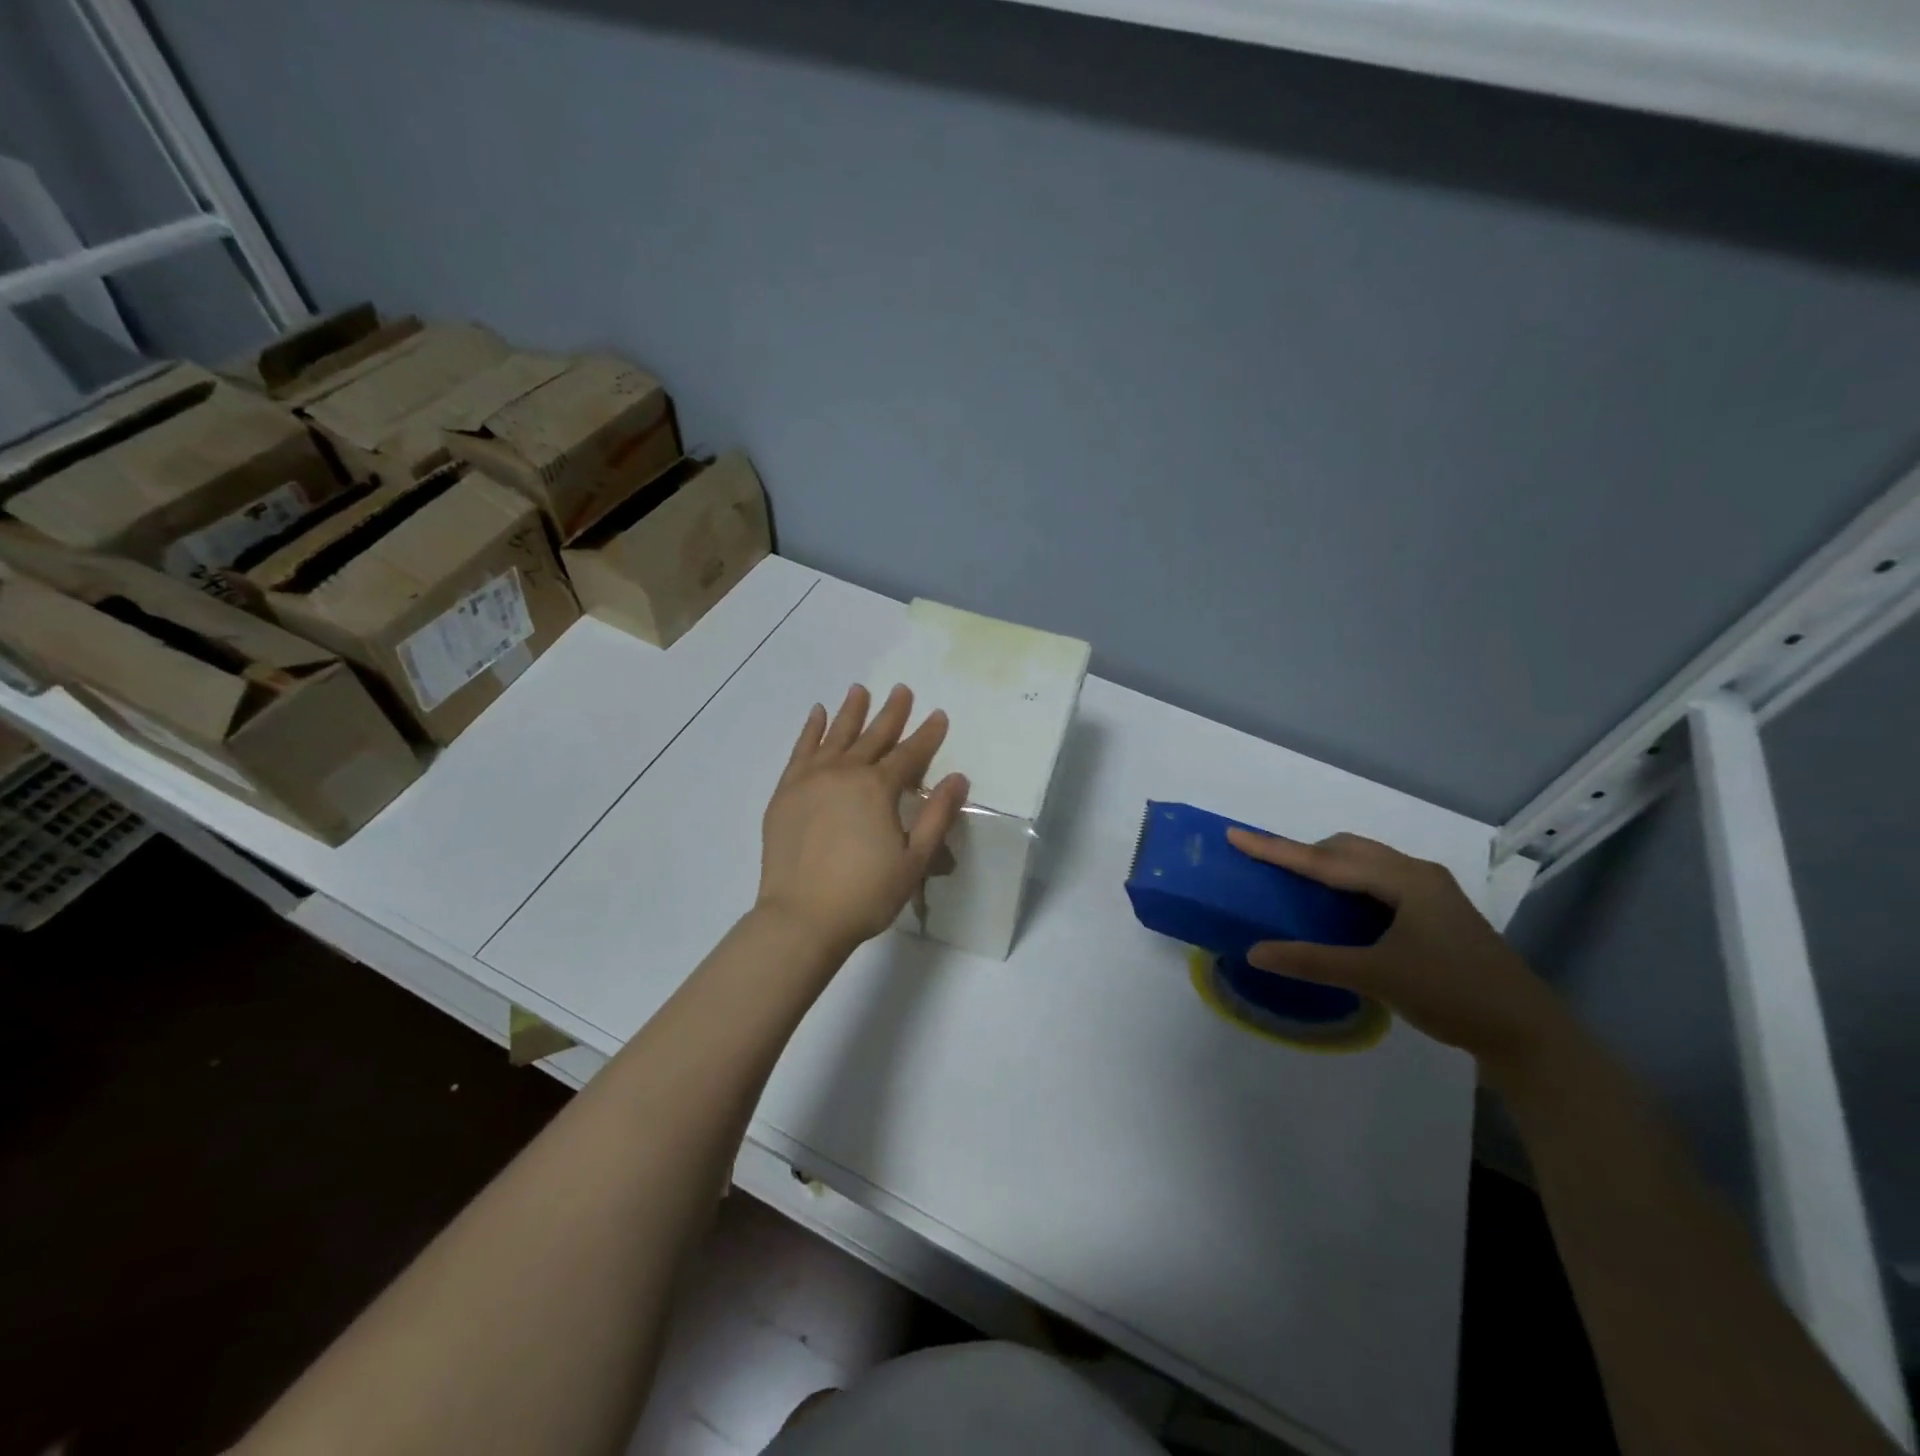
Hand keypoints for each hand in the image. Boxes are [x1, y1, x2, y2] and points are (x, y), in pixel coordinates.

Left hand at [757, 684, 968, 958]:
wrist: (801, 918)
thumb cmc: (865, 894)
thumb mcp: (914, 860)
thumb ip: (937, 815)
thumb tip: (958, 778)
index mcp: (877, 788)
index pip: (910, 754)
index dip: (928, 735)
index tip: (939, 715)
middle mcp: (844, 773)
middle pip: (873, 736)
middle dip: (891, 713)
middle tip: (902, 689)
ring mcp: (810, 780)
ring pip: (835, 736)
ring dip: (850, 712)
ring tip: (859, 690)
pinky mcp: (786, 793)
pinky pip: (800, 751)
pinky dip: (810, 730)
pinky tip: (816, 715)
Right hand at [1226, 828, 1565, 1081]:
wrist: (1527, 1033)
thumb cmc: (1452, 994)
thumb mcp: (1376, 975)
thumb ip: (1312, 960)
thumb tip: (1254, 952)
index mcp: (1404, 879)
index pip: (1325, 860)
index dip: (1276, 849)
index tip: (1236, 835)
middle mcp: (1417, 874)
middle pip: (1348, 849)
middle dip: (1305, 852)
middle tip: (1268, 867)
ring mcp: (1431, 892)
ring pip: (1366, 863)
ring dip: (1328, 867)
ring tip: (1296, 884)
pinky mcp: (1436, 912)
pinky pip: (1379, 881)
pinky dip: (1349, 885)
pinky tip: (1338, 908)